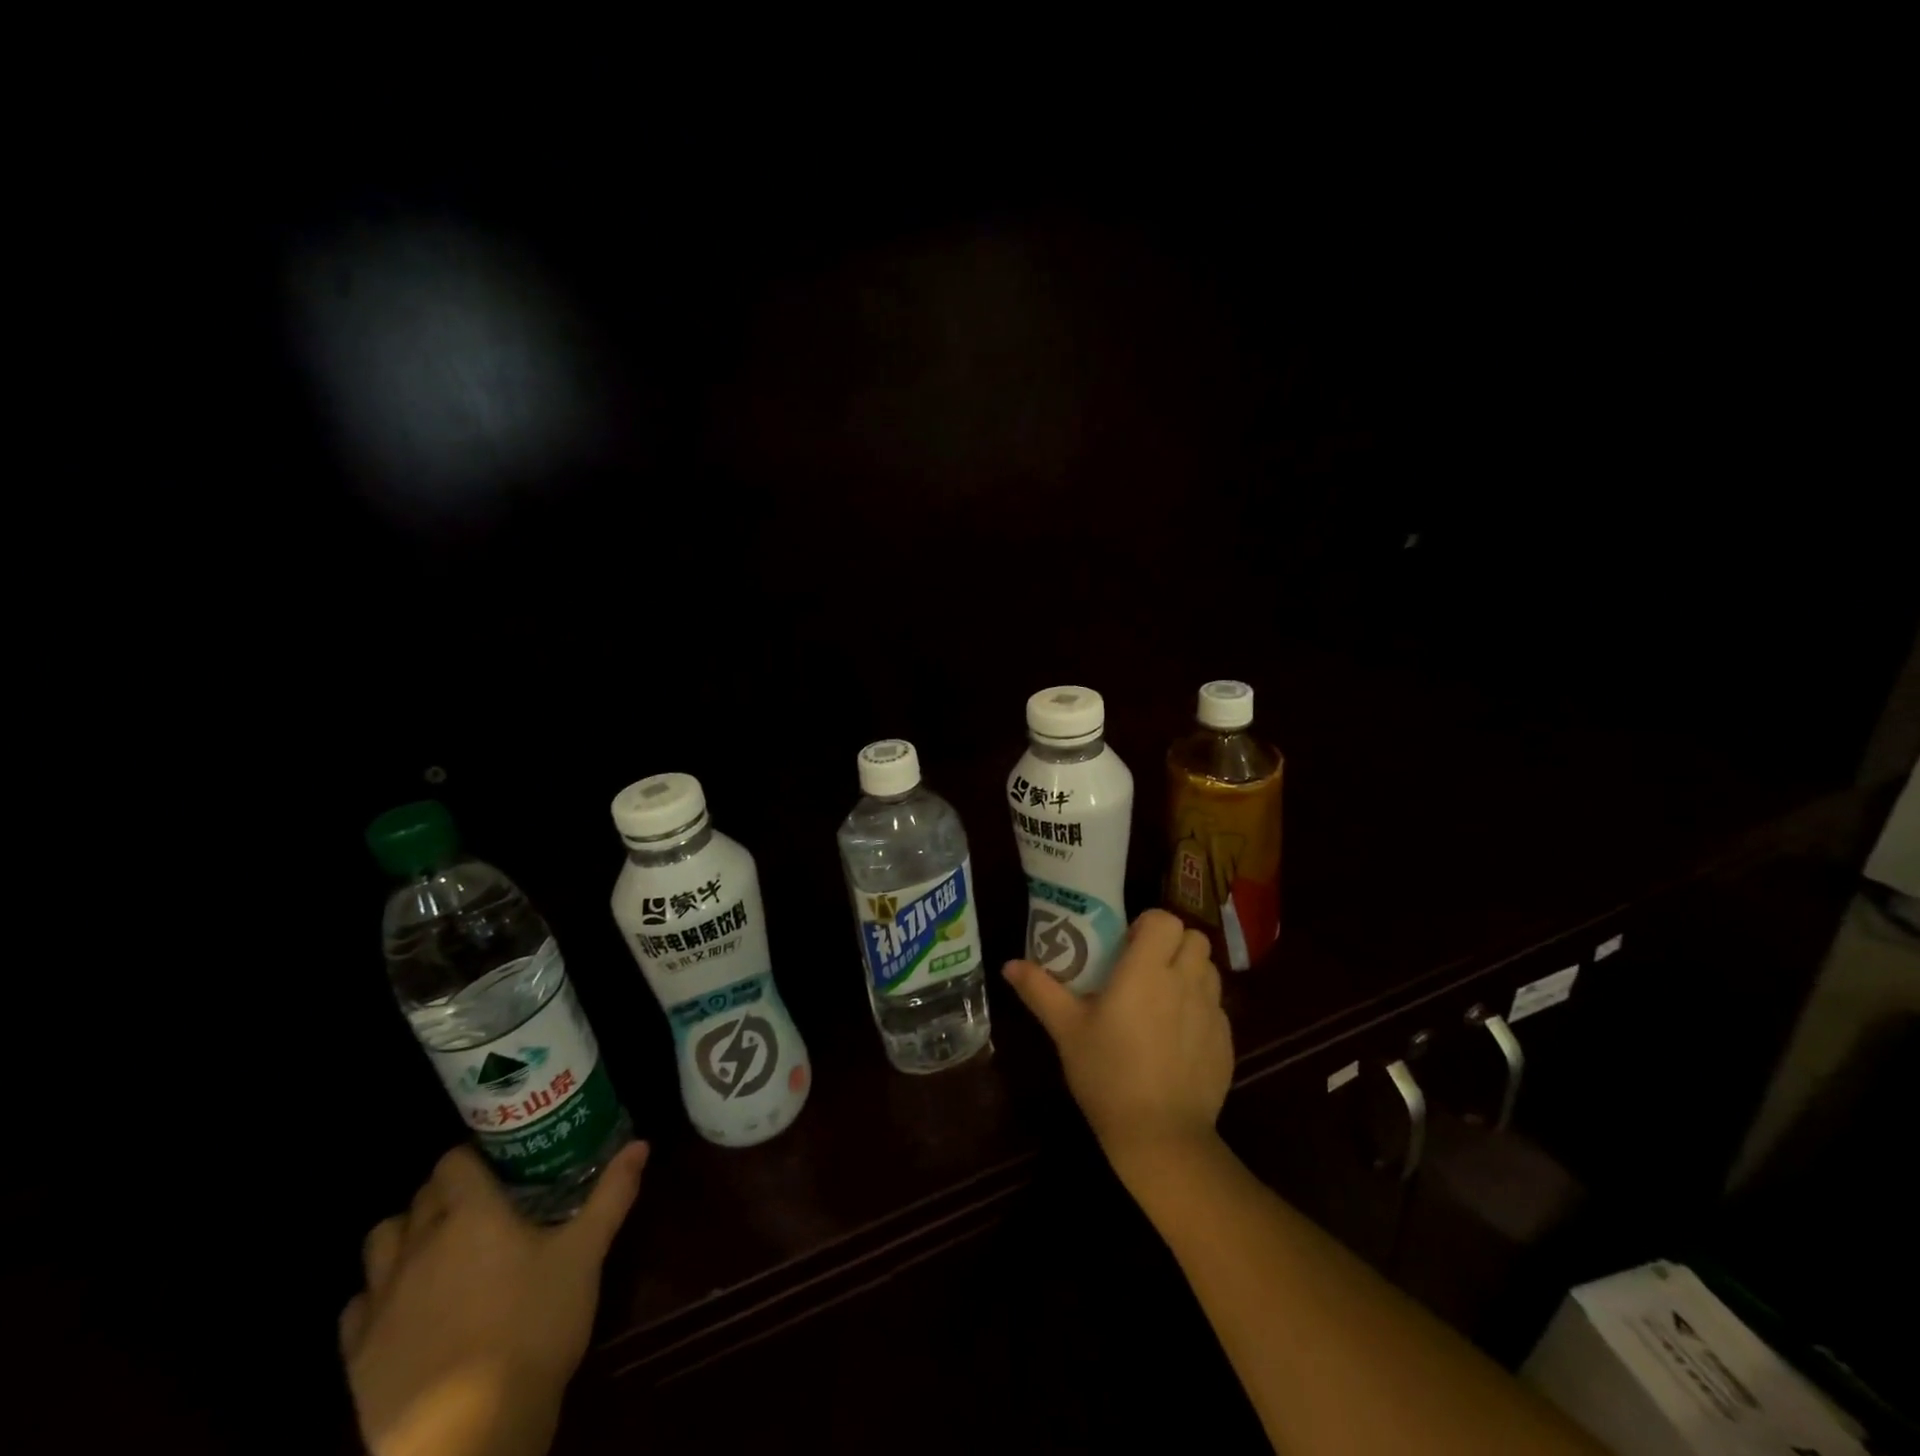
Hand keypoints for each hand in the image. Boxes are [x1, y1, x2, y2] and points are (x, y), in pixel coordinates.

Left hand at [340, 1142, 648, 1455]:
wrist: (470, 1433)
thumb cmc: (535, 1326)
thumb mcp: (586, 1254)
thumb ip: (611, 1194)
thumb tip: (640, 1145)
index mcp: (470, 1215)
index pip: (453, 1161)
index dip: (473, 1156)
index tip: (500, 1164)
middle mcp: (418, 1246)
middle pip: (419, 1197)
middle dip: (446, 1192)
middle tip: (482, 1203)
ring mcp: (381, 1301)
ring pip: (380, 1242)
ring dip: (405, 1235)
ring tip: (439, 1249)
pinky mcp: (358, 1354)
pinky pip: (357, 1305)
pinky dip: (378, 1295)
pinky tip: (407, 1307)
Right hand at [1004, 909, 1232, 1182]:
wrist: (1161, 1137)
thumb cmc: (1107, 1074)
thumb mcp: (1066, 1030)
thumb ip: (1040, 990)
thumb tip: (1009, 964)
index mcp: (1147, 970)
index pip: (1166, 919)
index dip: (1148, 925)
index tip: (1127, 945)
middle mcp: (1185, 981)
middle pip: (1194, 937)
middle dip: (1172, 943)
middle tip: (1144, 967)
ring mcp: (1212, 1011)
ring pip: (1209, 969)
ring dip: (1189, 971)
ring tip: (1162, 998)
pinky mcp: (1226, 1041)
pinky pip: (1216, 1007)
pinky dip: (1199, 1008)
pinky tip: (1177, 1037)